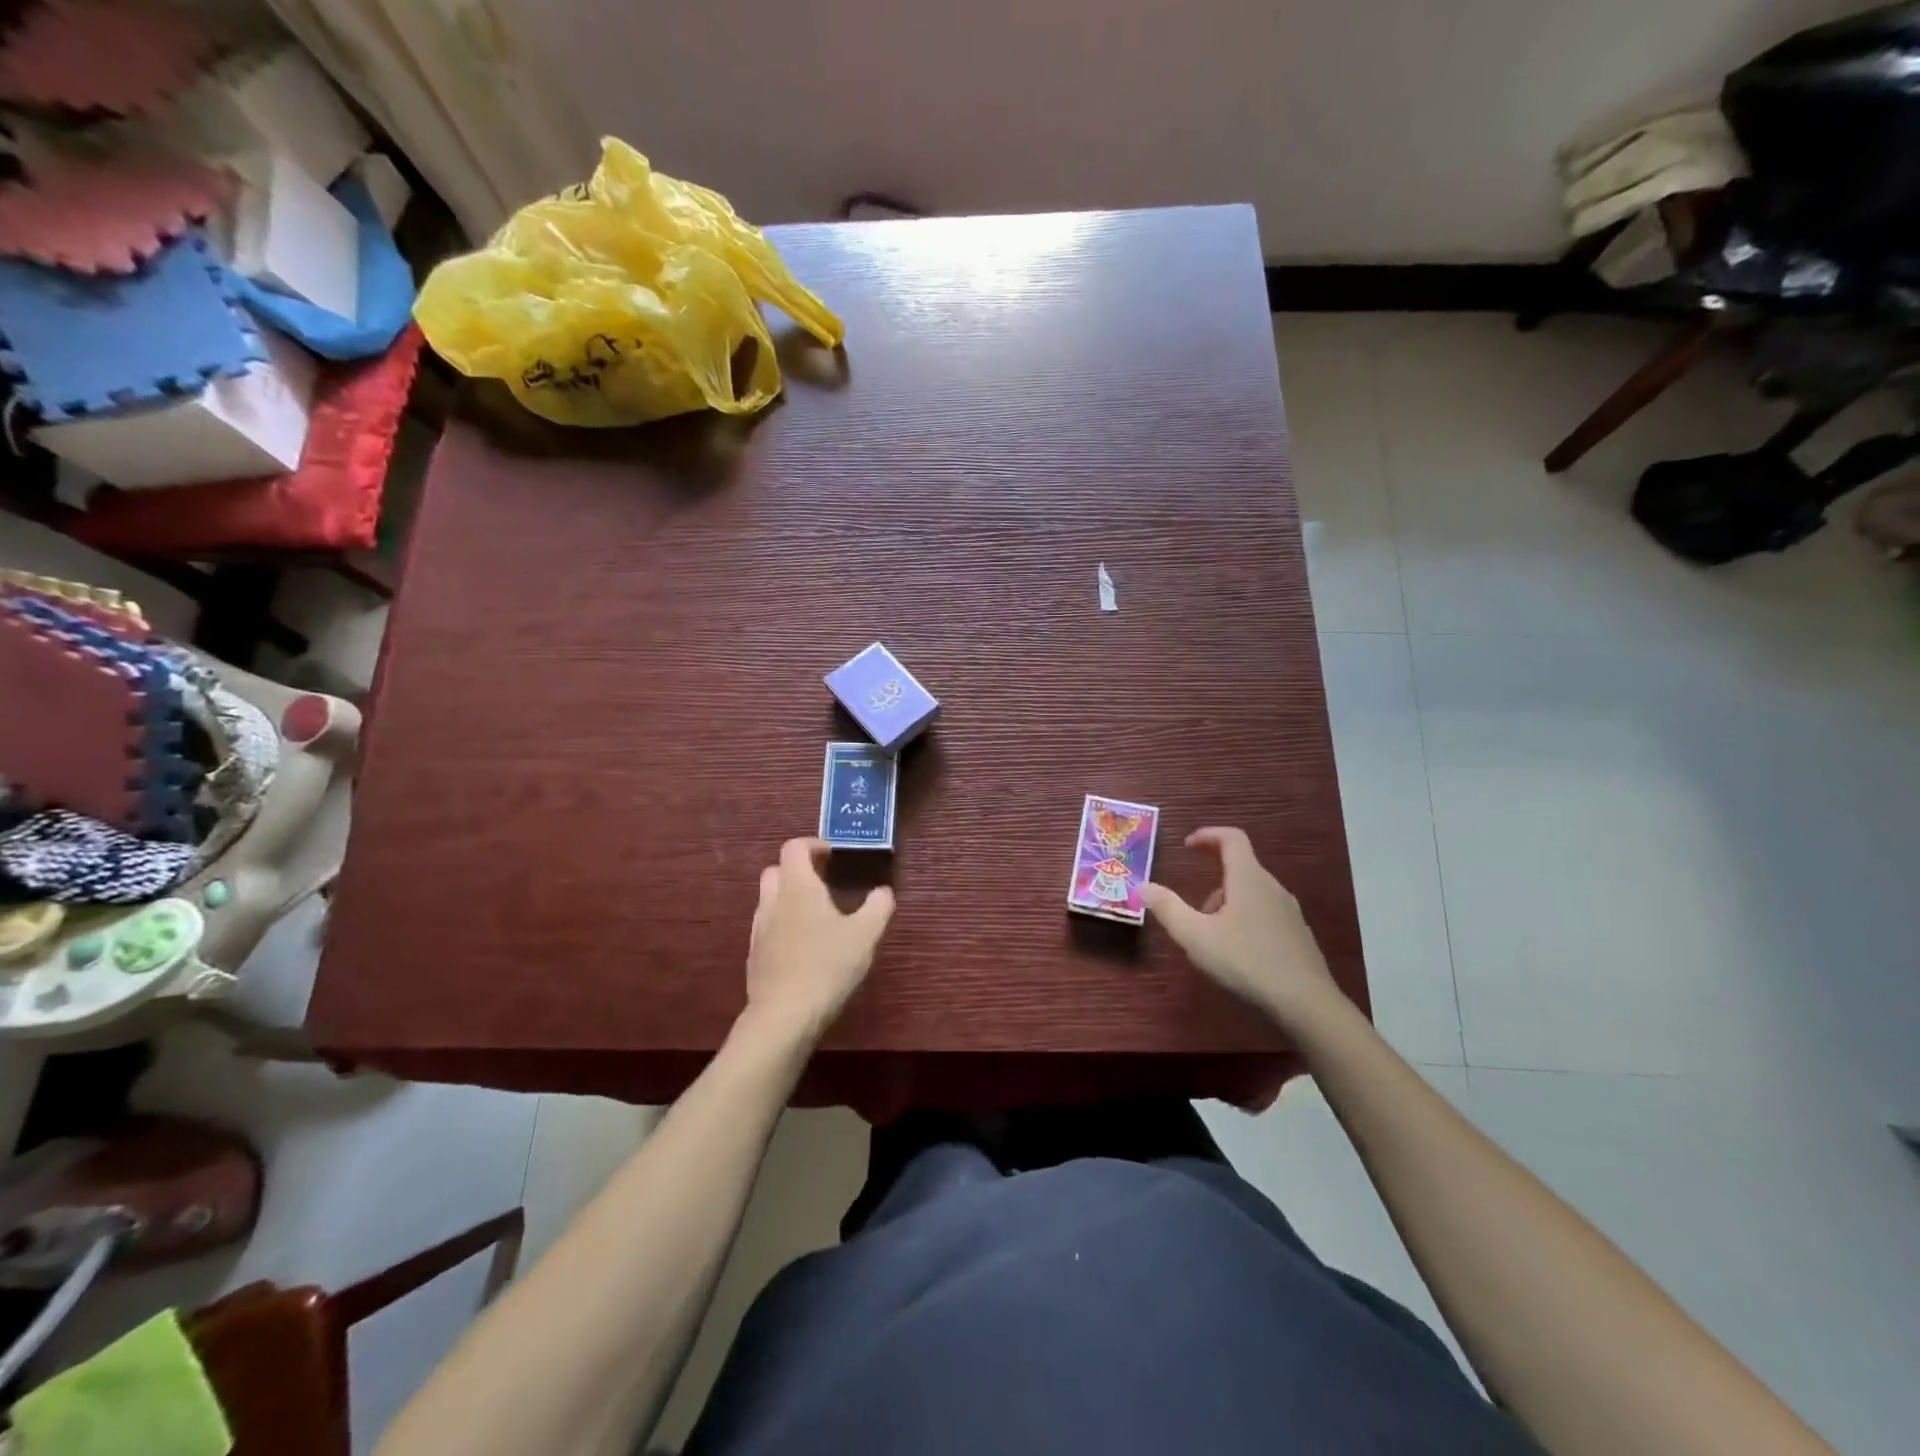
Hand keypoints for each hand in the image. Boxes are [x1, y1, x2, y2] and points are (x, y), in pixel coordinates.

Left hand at [744, 838, 894, 1045]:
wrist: (783, 1016)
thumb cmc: (827, 966)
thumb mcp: (865, 935)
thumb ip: (878, 907)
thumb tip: (883, 892)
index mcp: (798, 887)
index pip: (794, 848)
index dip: (813, 844)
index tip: (833, 855)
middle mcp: (773, 901)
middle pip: (776, 870)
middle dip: (798, 869)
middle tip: (825, 880)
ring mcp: (760, 929)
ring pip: (770, 899)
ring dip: (790, 897)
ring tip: (818, 914)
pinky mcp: (755, 956)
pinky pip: (768, 926)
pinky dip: (784, 924)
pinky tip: (804, 945)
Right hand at [1142, 827, 1343, 1030]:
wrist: (1306, 1003)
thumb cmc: (1246, 961)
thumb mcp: (1196, 936)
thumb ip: (1168, 908)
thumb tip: (1144, 886)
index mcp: (1248, 878)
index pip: (1231, 838)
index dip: (1208, 835)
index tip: (1187, 846)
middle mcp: (1272, 887)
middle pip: (1240, 868)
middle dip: (1212, 881)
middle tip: (1193, 911)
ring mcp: (1289, 911)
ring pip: (1252, 893)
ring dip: (1228, 904)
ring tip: (1212, 938)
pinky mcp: (1298, 935)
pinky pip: (1266, 914)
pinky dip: (1245, 920)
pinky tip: (1239, 954)